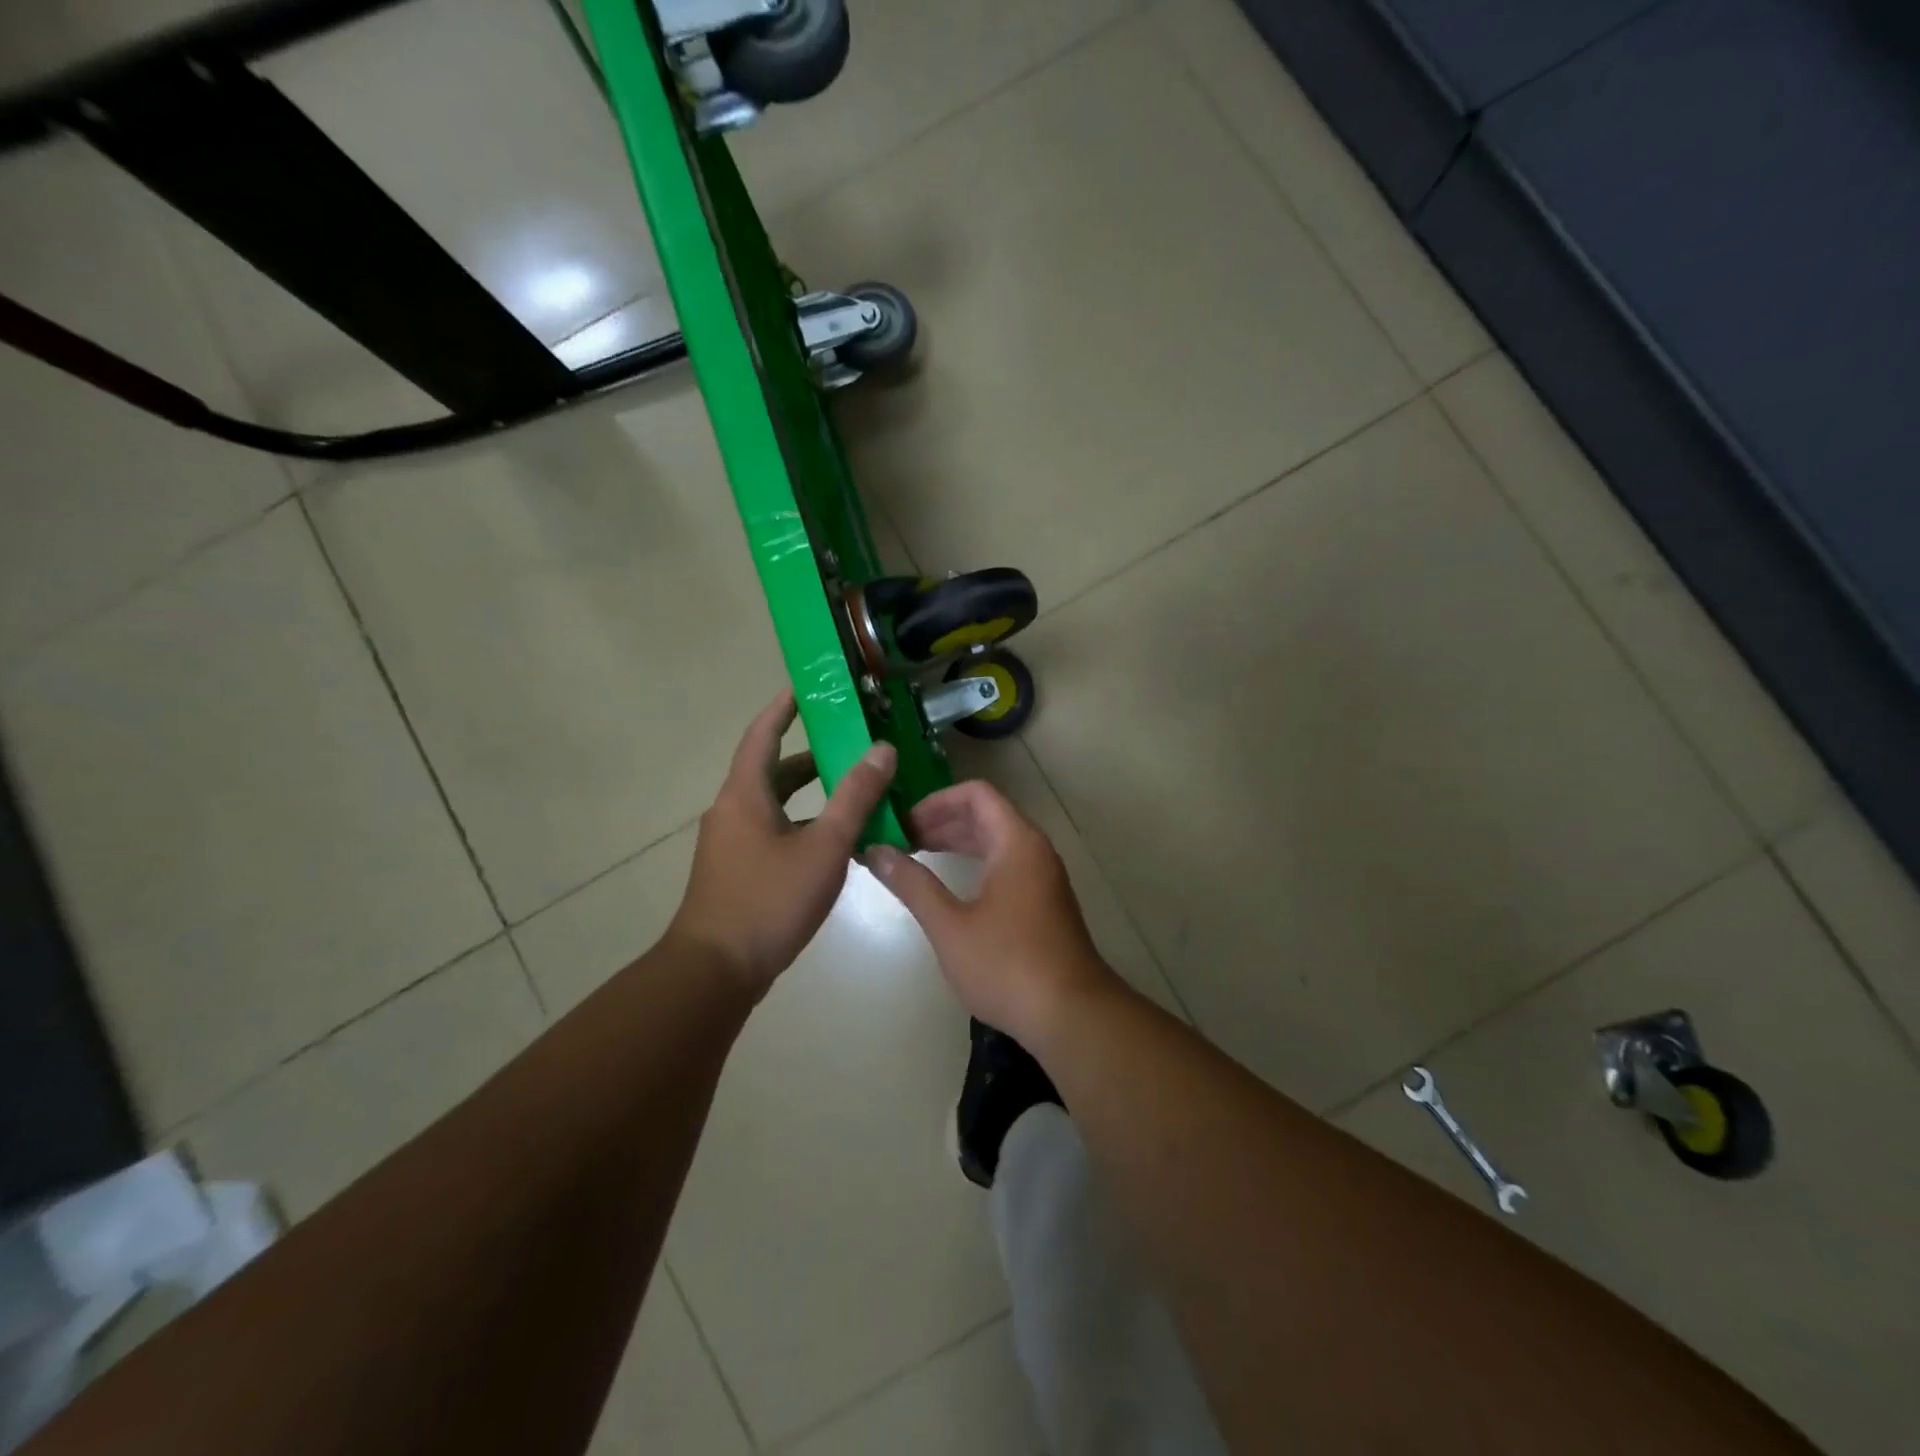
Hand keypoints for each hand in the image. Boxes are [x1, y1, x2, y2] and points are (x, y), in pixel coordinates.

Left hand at [670, 690, 896, 997]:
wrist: (716, 971)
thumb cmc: (769, 900)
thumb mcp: (824, 846)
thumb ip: (855, 797)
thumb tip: (881, 749)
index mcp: (745, 794)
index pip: (763, 733)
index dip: (784, 706)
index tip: (808, 686)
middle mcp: (733, 811)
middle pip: (773, 770)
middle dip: (811, 755)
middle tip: (852, 743)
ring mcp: (732, 843)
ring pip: (776, 804)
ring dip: (811, 794)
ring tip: (855, 791)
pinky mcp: (738, 870)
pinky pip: (774, 831)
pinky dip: (804, 825)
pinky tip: (837, 843)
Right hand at [864, 779, 1118, 1047]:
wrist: (1071, 1015)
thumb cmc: (1007, 965)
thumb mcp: (950, 925)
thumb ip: (912, 884)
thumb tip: (876, 852)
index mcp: (1016, 842)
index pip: (976, 794)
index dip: (936, 801)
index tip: (903, 822)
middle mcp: (1034, 850)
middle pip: (986, 815)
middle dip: (942, 822)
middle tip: (901, 840)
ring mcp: (1043, 876)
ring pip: (996, 841)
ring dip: (958, 843)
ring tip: (917, 856)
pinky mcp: (1045, 902)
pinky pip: (1006, 864)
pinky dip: (976, 863)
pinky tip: (951, 887)